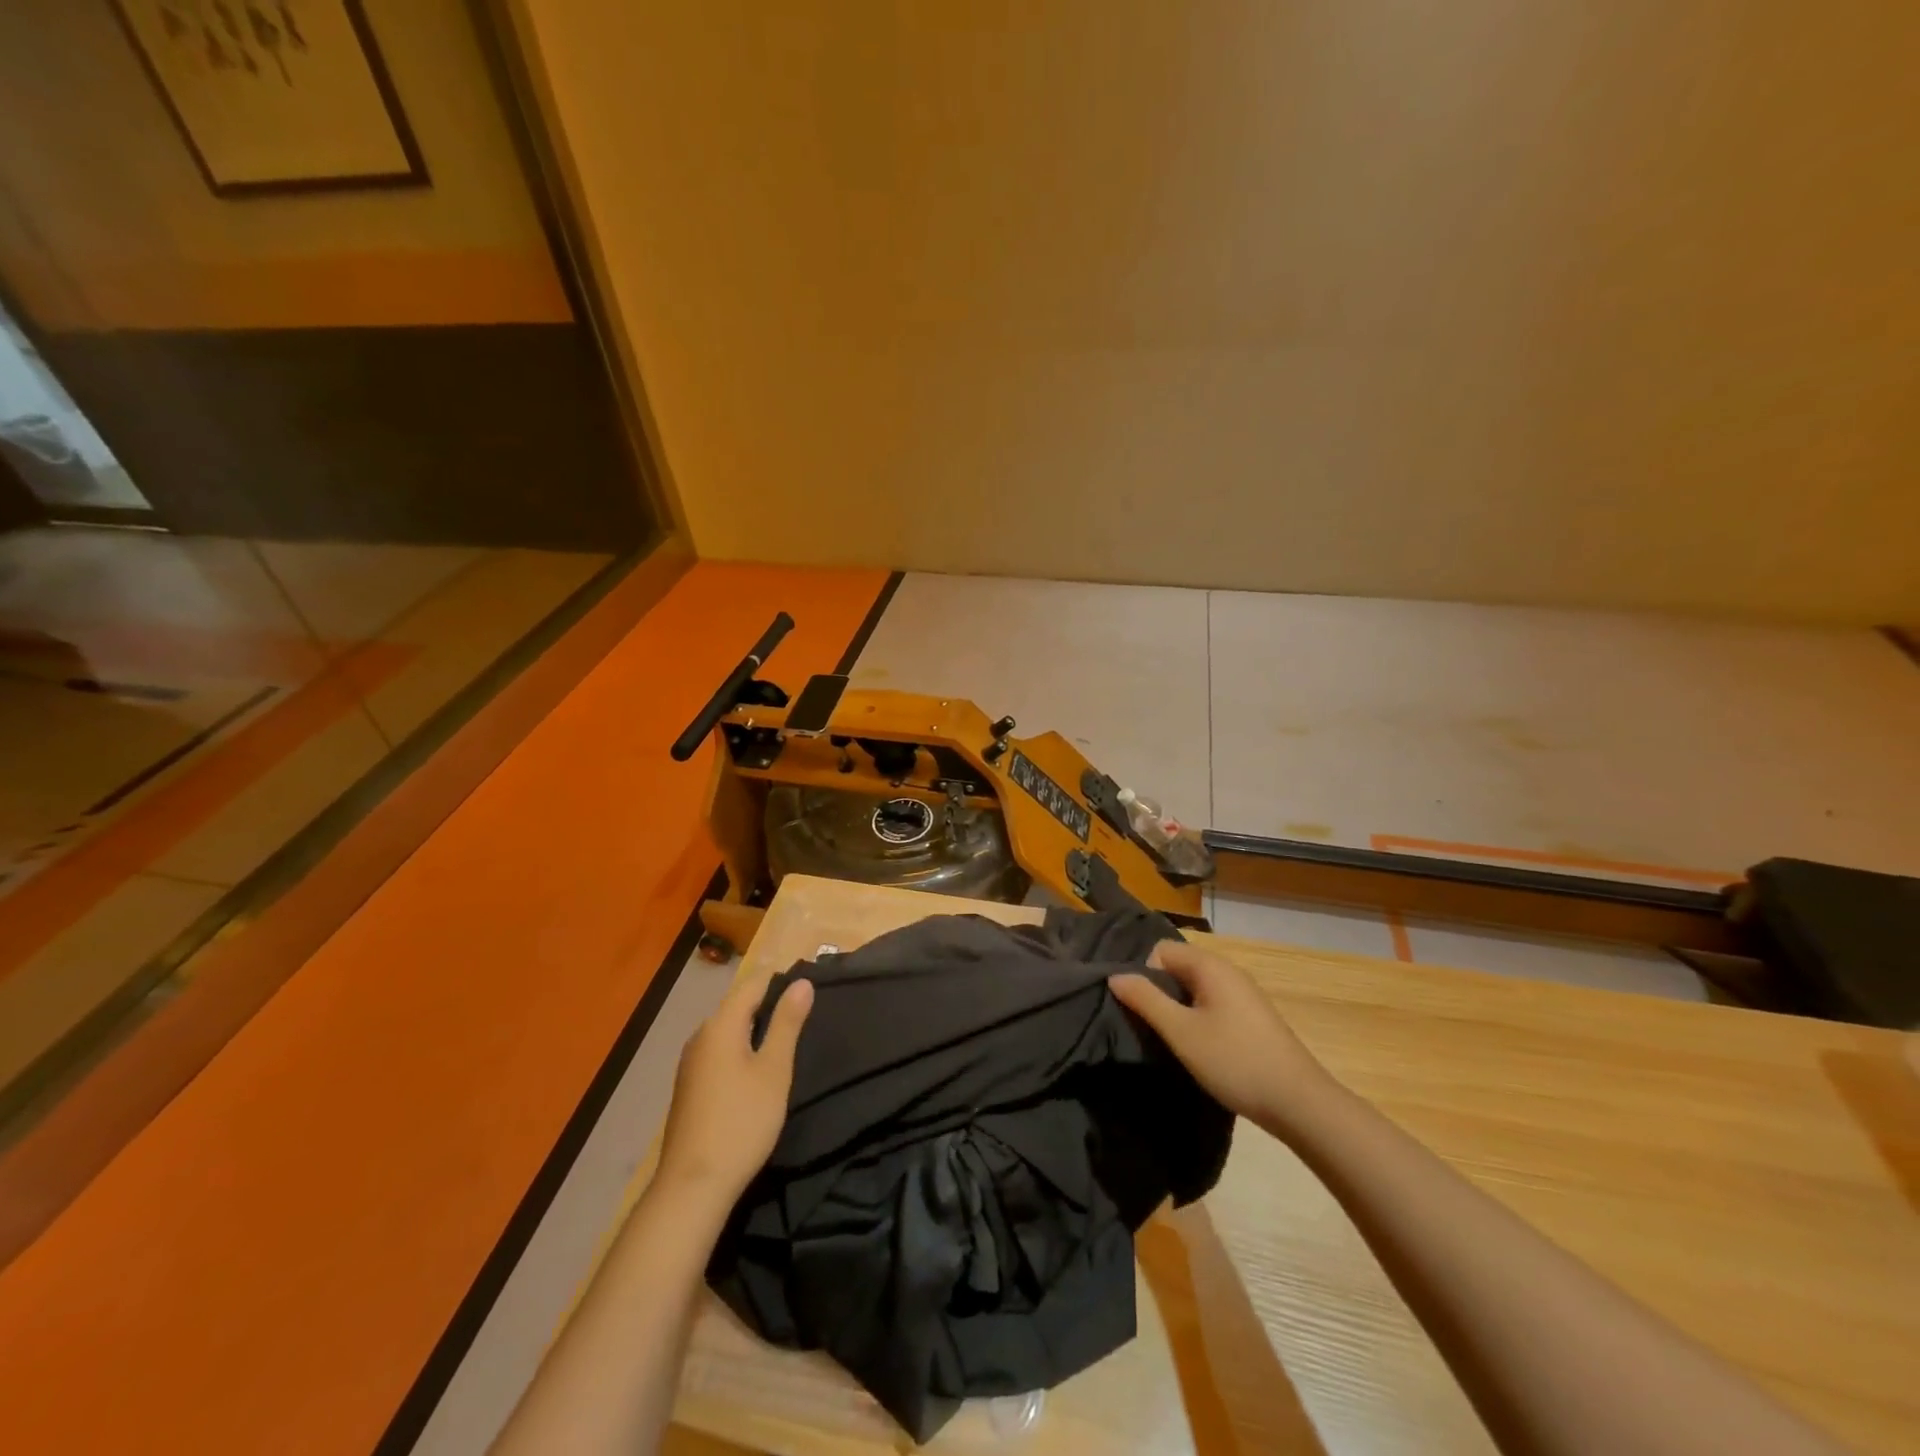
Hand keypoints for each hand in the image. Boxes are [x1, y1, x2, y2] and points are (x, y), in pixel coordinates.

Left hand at [655, 962, 813, 1208]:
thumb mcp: (774, 1070)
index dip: (781, 980)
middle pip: (738, 1005)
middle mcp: (701, 1036)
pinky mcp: (690, 1087)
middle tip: (806, 1014)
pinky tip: (758, 1069)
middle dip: (770, 1003)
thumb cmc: (742, 1122)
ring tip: (788, 1039)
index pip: (753, 983)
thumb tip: (801, 982)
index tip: (810, 987)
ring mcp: (691, 1064)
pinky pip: (720, 1052)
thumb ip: (787, 1023)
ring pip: (729, 1030)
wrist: (693, 1186)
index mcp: (720, 1025)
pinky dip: (742, 1049)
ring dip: (756, 1028)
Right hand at [1110, 941, 1331, 1134]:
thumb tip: (1115, 976)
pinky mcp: (1251, 1016)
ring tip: (1169, 1039)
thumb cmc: (1234, 1061)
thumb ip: (1145, 1000)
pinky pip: (1211, 1002)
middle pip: (1177, 966)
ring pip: (1194, 987)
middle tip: (1148, 1026)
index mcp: (1210, 966)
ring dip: (1177, 1007)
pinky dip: (1197, 1017)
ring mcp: (1243, 993)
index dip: (1143, 974)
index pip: (1160, 950)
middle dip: (1158, 991)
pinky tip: (1197, 1047)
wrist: (1299, 1103)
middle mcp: (1227, 970)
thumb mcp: (1181, 1032)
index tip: (1140, 1009)